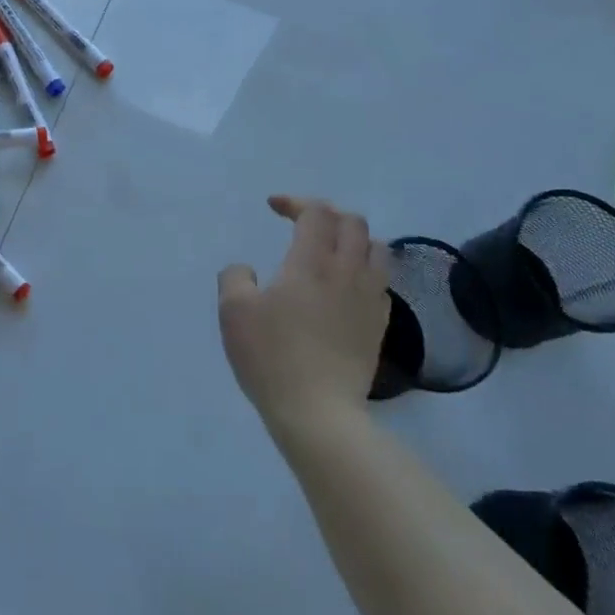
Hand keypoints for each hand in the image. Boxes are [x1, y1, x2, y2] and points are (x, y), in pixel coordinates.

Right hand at [218, 196, 388, 432]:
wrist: (318, 413)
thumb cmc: (271, 357)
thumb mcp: (232, 312)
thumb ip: (235, 278)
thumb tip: (247, 270)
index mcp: (311, 262)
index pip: (316, 212)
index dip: (295, 201)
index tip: (273, 207)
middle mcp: (347, 272)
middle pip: (352, 222)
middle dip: (326, 214)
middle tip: (302, 224)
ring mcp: (368, 299)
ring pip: (376, 249)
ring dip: (353, 239)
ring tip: (331, 251)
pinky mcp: (378, 326)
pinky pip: (381, 282)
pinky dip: (365, 270)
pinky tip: (347, 286)